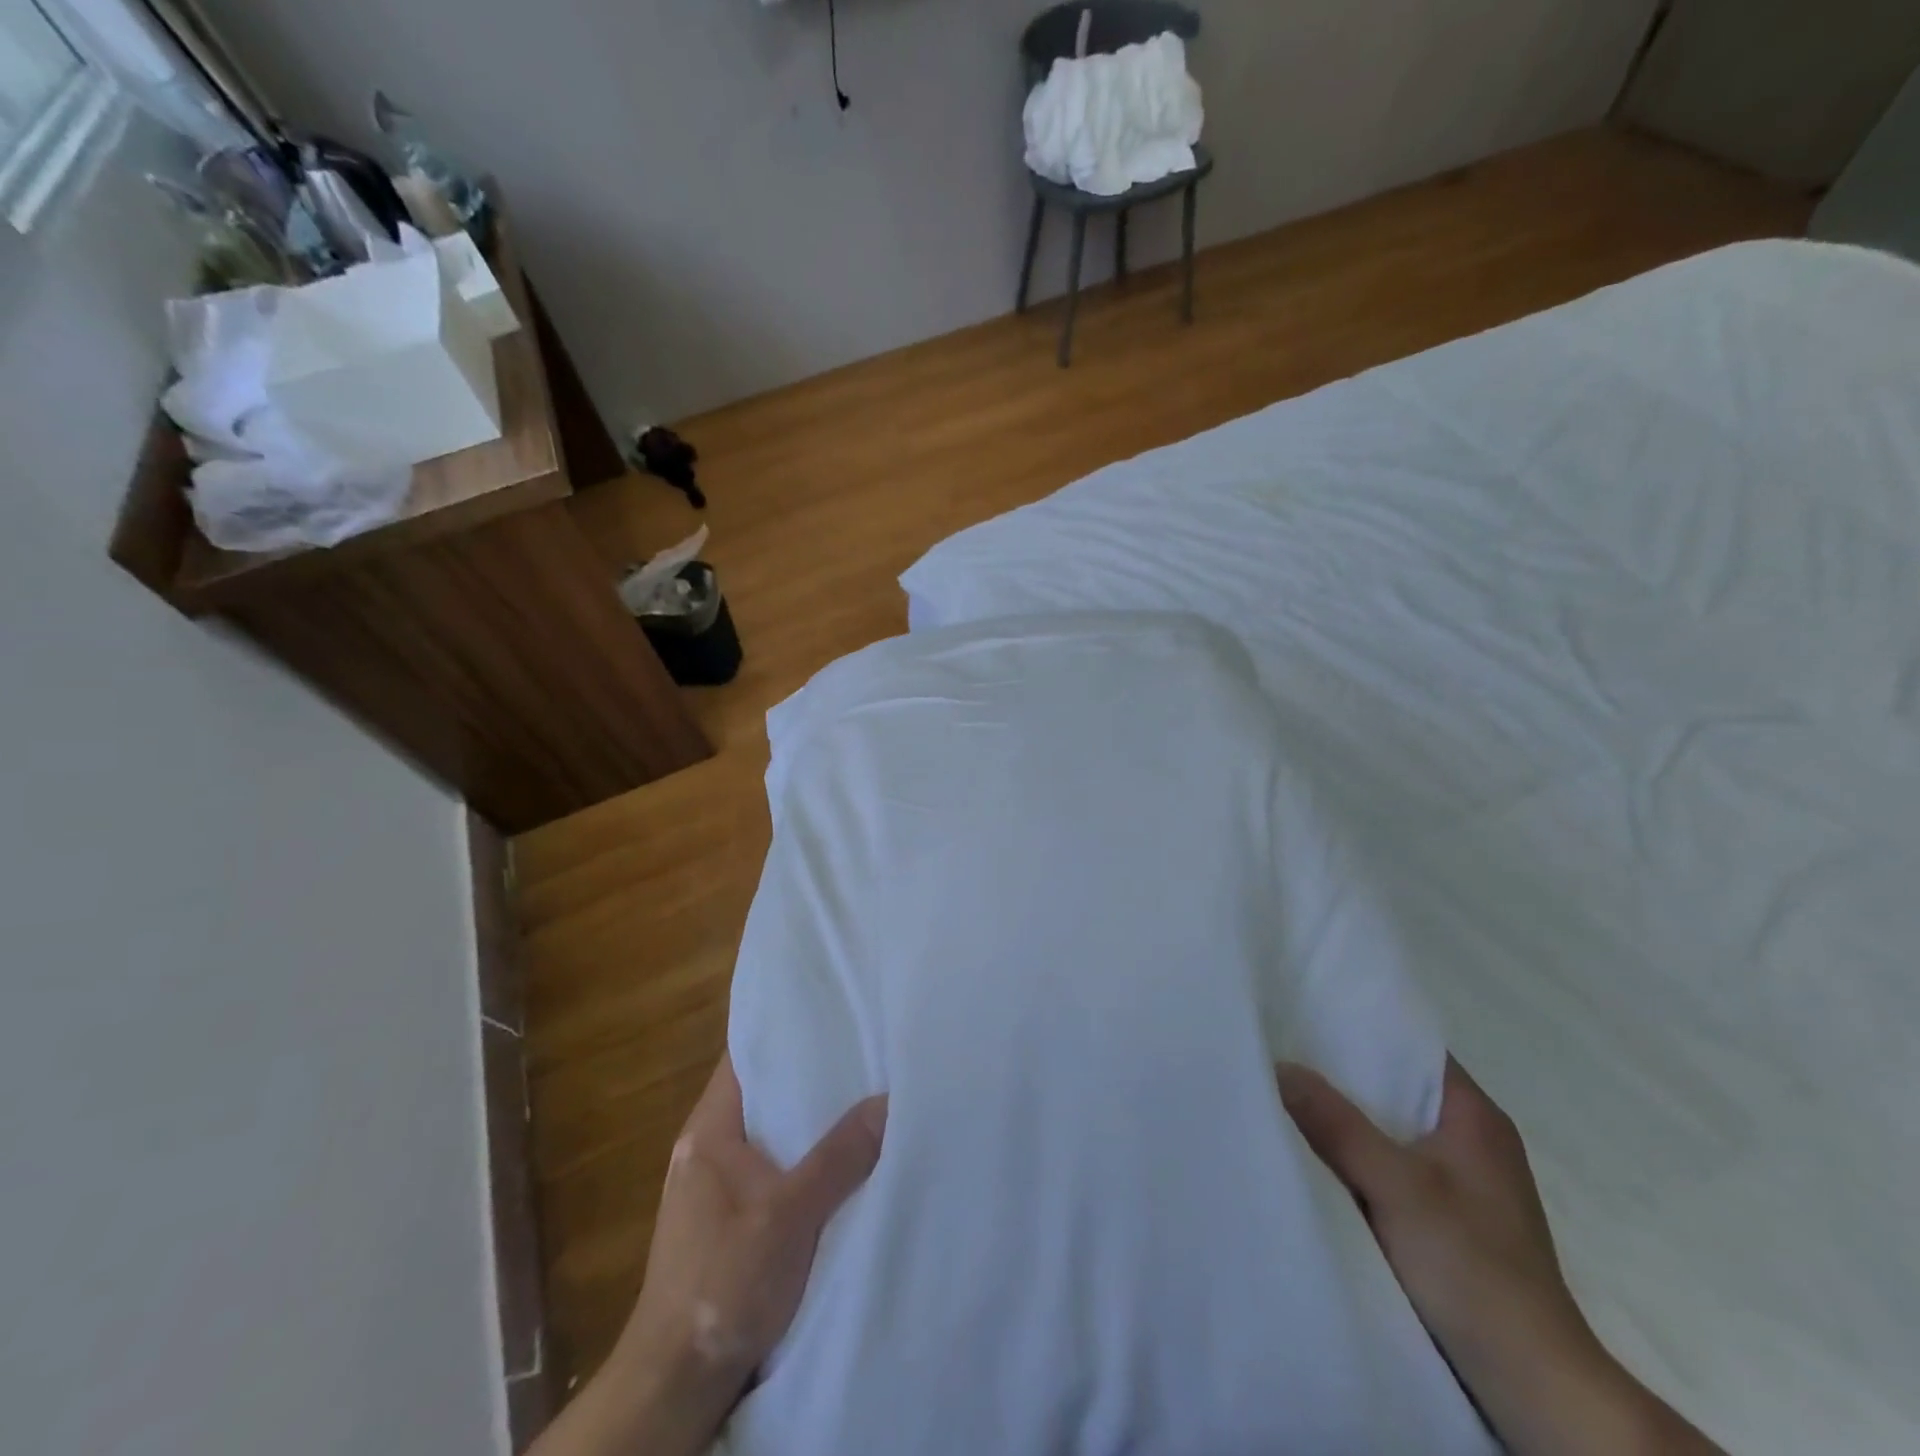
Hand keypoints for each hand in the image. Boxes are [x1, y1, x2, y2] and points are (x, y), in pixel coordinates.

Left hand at [532, 1055, 885, 1455]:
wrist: (677, 1383)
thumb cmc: (723, 1283)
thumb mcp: (789, 1217)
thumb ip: (839, 1157)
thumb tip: (888, 1100)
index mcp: (708, 1130)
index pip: (745, 1055)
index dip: (784, 1029)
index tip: (831, 1010)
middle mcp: (709, 1147)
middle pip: (765, 1091)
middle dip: (810, 1073)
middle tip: (864, 1048)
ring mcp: (718, 1186)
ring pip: (773, 1131)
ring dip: (812, 1119)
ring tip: (865, 1092)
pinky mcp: (732, 1219)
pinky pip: (776, 1166)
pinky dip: (807, 1156)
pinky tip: (845, 1156)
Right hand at [1278, 1058, 1722, 1455]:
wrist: (1536, 1386)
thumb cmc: (1474, 1269)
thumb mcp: (1397, 1188)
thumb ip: (1337, 1125)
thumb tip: (1279, 1065)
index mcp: (1473, 1115)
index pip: (1410, 1045)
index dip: (1358, 1025)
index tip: (1301, 1011)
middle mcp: (1469, 1137)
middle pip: (1393, 1085)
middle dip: (1339, 1072)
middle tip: (1278, 1049)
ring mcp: (1459, 1179)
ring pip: (1388, 1126)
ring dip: (1344, 1116)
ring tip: (1284, 1092)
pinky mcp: (1446, 1216)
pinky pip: (1388, 1163)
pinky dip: (1354, 1154)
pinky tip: (1314, 1152)